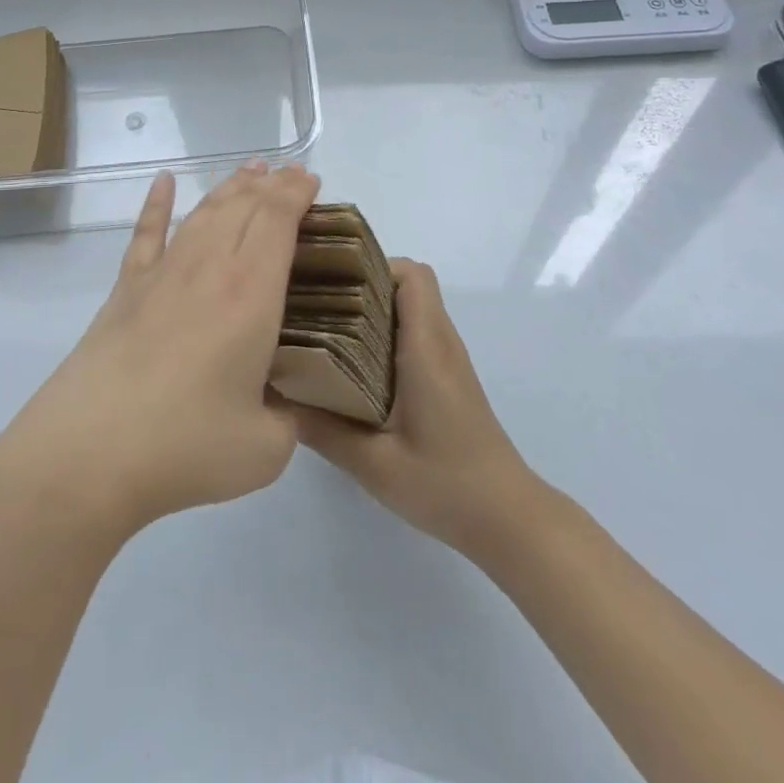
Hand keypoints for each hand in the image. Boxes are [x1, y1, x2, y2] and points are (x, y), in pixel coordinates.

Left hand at [0, 161, 320, 542]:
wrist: (88, 452)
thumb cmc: (185, 446)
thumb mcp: (265, 449)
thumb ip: (287, 421)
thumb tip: (285, 409)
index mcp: (250, 293)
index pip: (278, 220)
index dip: (297, 193)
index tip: (312, 181)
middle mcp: (208, 268)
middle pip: (243, 206)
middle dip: (272, 184)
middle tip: (291, 174)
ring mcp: (162, 274)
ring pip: (203, 212)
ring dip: (230, 186)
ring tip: (250, 170)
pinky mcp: (126, 290)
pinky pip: (146, 234)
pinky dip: (156, 204)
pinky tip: (163, 182)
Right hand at [295, 259, 536, 558]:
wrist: (507, 517)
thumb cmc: (446, 484)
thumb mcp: (375, 464)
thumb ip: (324, 430)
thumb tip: (276, 399)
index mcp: (427, 347)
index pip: (411, 275)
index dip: (372, 265)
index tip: (330, 279)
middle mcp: (441, 341)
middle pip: (407, 283)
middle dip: (361, 282)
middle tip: (315, 302)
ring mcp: (448, 359)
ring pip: (411, 306)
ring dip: (372, 307)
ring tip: (325, 328)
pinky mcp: (447, 377)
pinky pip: (415, 331)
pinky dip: (384, 331)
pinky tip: (352, 365)